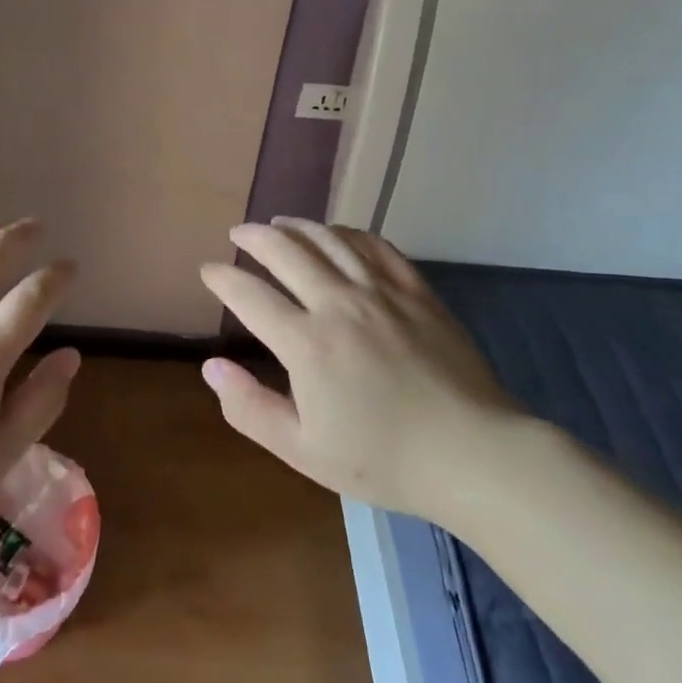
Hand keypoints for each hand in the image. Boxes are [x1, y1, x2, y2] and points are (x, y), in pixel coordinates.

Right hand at [198, 218, 524, 518]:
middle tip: (238, 232)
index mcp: (307, 343)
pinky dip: (347, 233)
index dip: (223, 278)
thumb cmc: (383, 460)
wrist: (472, 454)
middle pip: (286, 252)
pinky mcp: (416, 291)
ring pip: (329, 240)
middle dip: (253, 237)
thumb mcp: (303, 451)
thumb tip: (211, 366)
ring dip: (297, 226)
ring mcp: (381, 292)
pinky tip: (337, 234)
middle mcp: (338, 304)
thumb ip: (250, 408)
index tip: (208, 270)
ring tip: (279, 222)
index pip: (249, 295)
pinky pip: (375, 246)